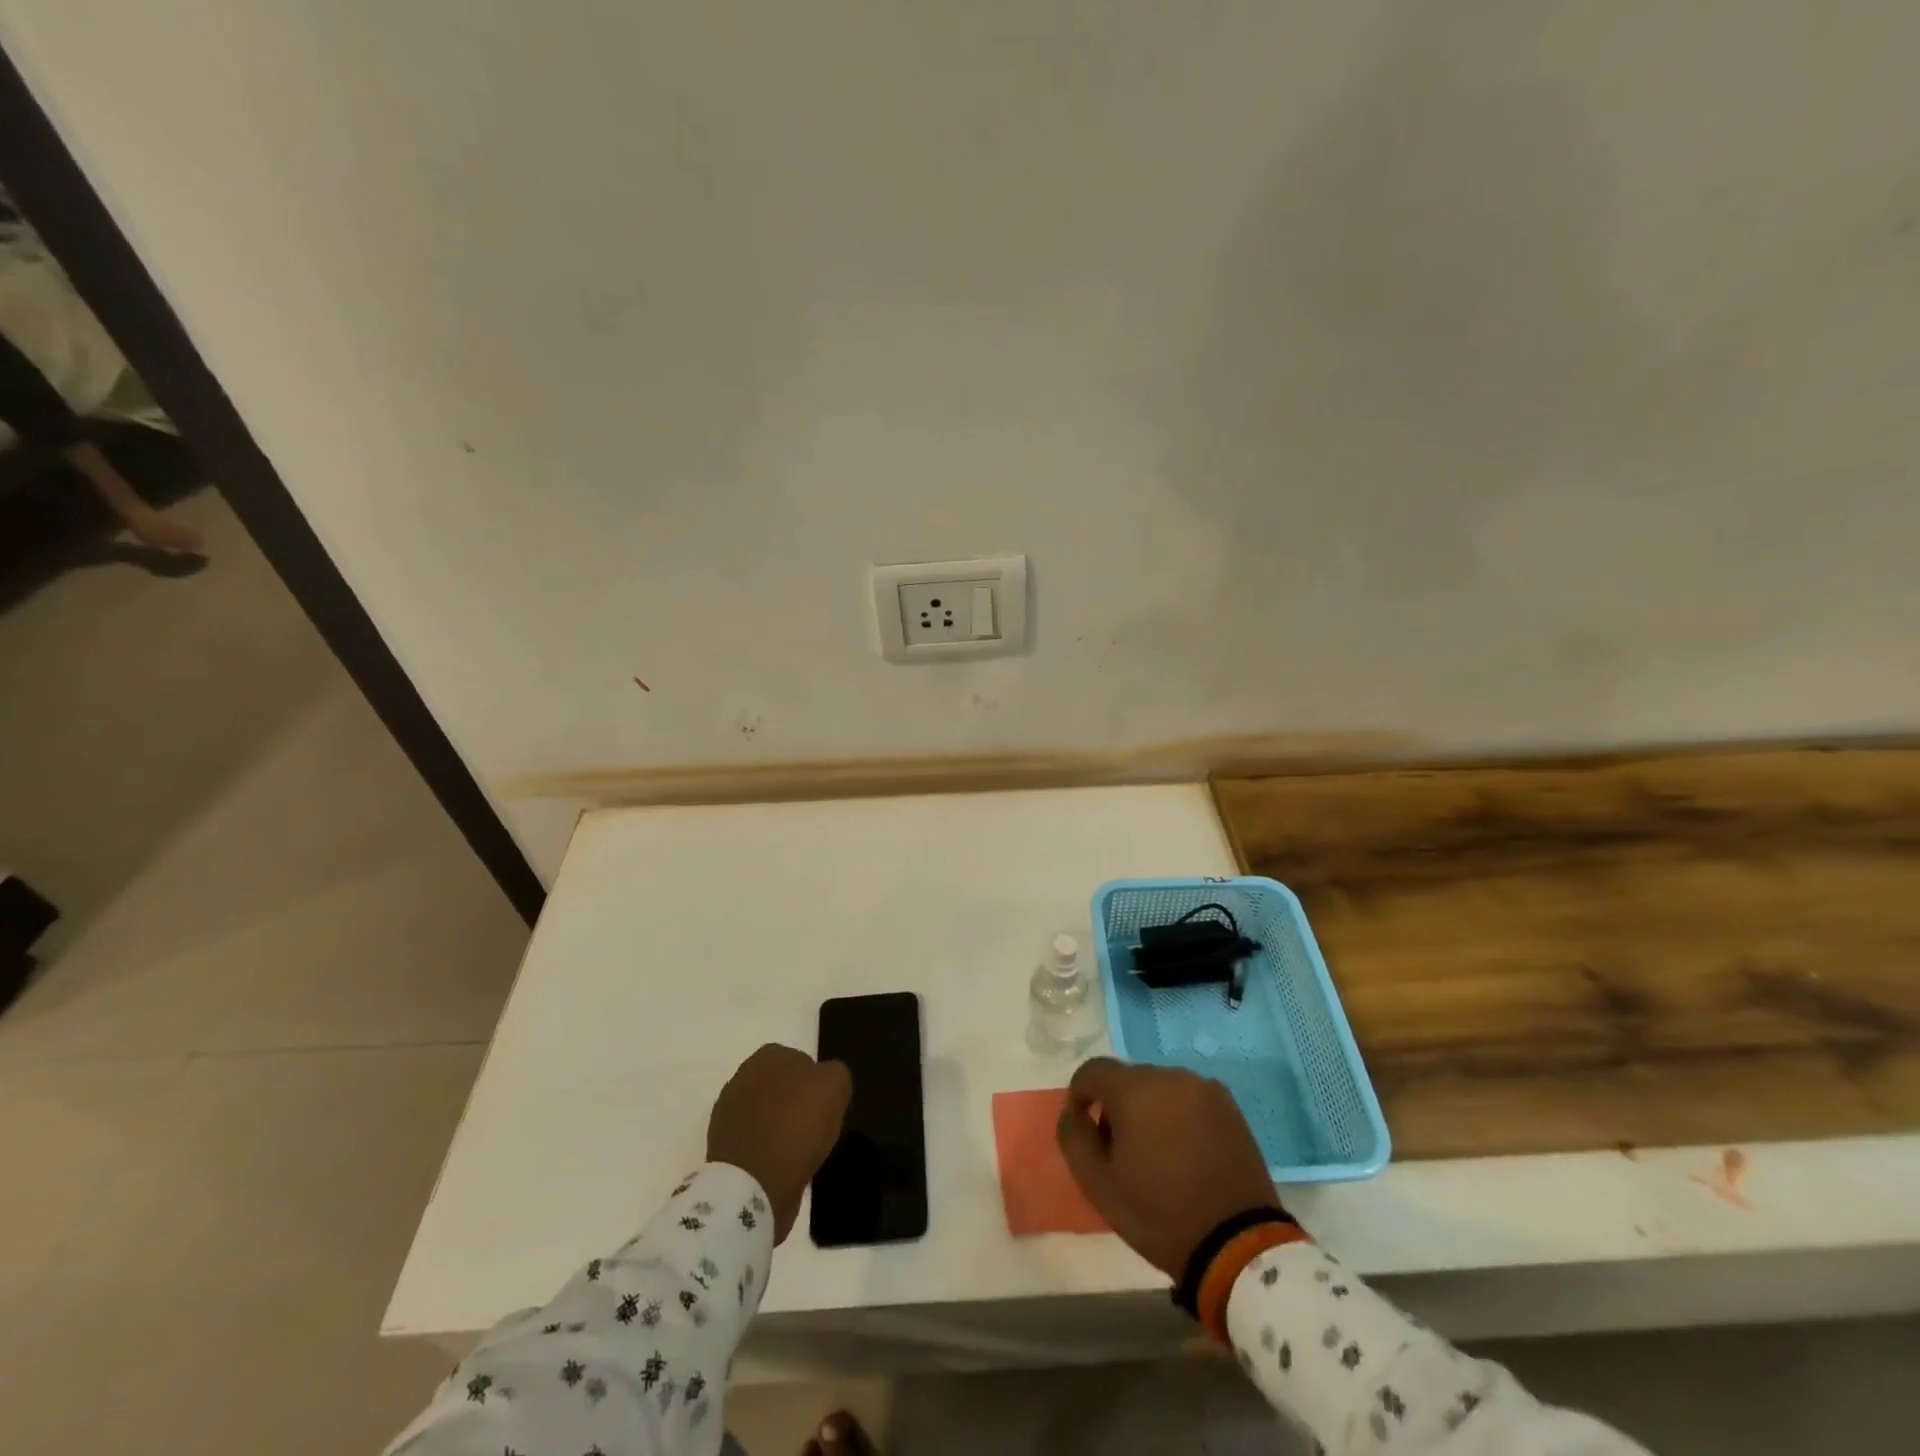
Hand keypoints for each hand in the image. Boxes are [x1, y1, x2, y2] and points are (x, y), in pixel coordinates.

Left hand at [707, 1044, 851, 1242]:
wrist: (753, 1183)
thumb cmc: (798, 1125)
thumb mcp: (836, 1085)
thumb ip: (834, 1072)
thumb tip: (824, 1081)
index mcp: (769, 1055)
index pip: (801, 1062)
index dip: (816, 1086)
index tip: (824, 1108)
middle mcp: (743, 1075)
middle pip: (780, 1087)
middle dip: (794, 1103)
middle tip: (812, 1128)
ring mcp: (727, 1111)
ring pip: (765, 1113)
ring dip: (778, 1126)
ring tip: (795, 1151)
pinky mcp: (719, 1145)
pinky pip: (752, 1140)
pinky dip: (764, 1149)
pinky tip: (776, 1164)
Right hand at [1056, 1058, 1279, 1278]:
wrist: (1237, 1245)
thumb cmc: (1158, 1214)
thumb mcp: (1098, 1184)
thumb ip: (1074, 1137)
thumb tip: (1072, 1111)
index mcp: (1134, 1089)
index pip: (1092, 1071)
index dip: (1079, 1094)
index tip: (1082, 1125)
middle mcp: (1169, 1076)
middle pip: (1128, 1079)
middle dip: (1116, 1105)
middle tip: (1119, 1149)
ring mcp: (1203, 1088)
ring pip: (1160, 1088)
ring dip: (1149, 1108)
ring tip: (1156, 1153)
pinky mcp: (1229, 1106)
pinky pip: (1188, 1099)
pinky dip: (1178, 1115)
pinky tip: (1184, 1152)